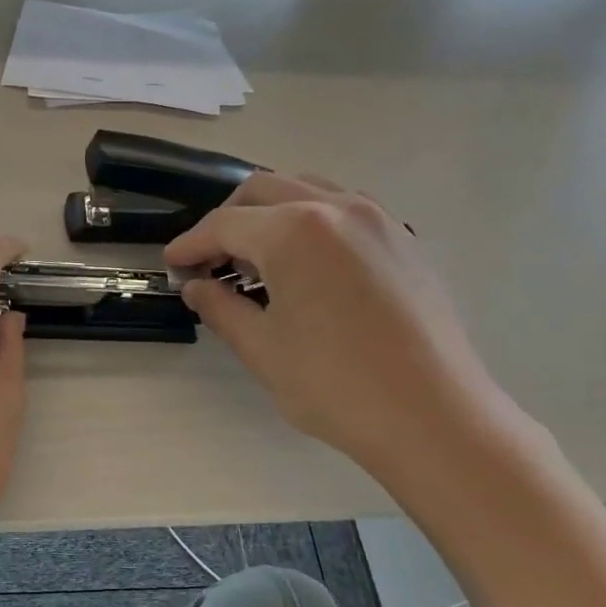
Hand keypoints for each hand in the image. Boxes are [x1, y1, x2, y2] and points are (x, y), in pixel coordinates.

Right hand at [166, 173, 523, 486]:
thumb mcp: (262, 349)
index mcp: (294, 231)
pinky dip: (311, 222)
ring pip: (307, 190)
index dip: (191, 243)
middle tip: (211, 261)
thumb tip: (197, 286)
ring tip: (258, 261)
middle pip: (263, 190)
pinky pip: (344, 209)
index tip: (173, 264)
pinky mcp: (403, 239)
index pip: (225, 224)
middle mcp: (336, 207)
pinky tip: (307, 266)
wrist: (433, 416)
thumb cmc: (335, 386)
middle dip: (227, 220)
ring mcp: (377, 219)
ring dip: (271, 215)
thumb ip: (221, 308)